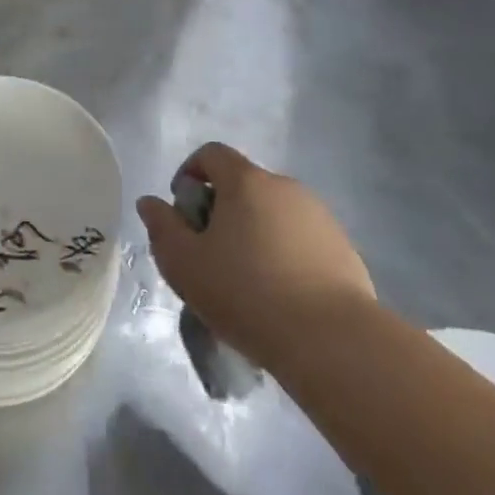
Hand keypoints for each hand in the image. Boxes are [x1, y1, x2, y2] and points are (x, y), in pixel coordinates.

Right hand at [136, 143, 373, 371]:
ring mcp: (320, 217)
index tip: (183, 211)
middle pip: (244, 185)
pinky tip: (281, 296)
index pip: (212, 154)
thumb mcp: (184, 264)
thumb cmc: (247, 293)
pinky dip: (285, 255)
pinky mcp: (344, 249)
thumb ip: (162, 227)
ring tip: (247, 281)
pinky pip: (302, 240)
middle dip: (222, 210)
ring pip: (274, 214)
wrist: (332, 340)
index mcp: (246, 181)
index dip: (190, 173)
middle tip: (210, 254)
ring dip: (255, 233)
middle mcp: (286, 187)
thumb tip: (150, 203)